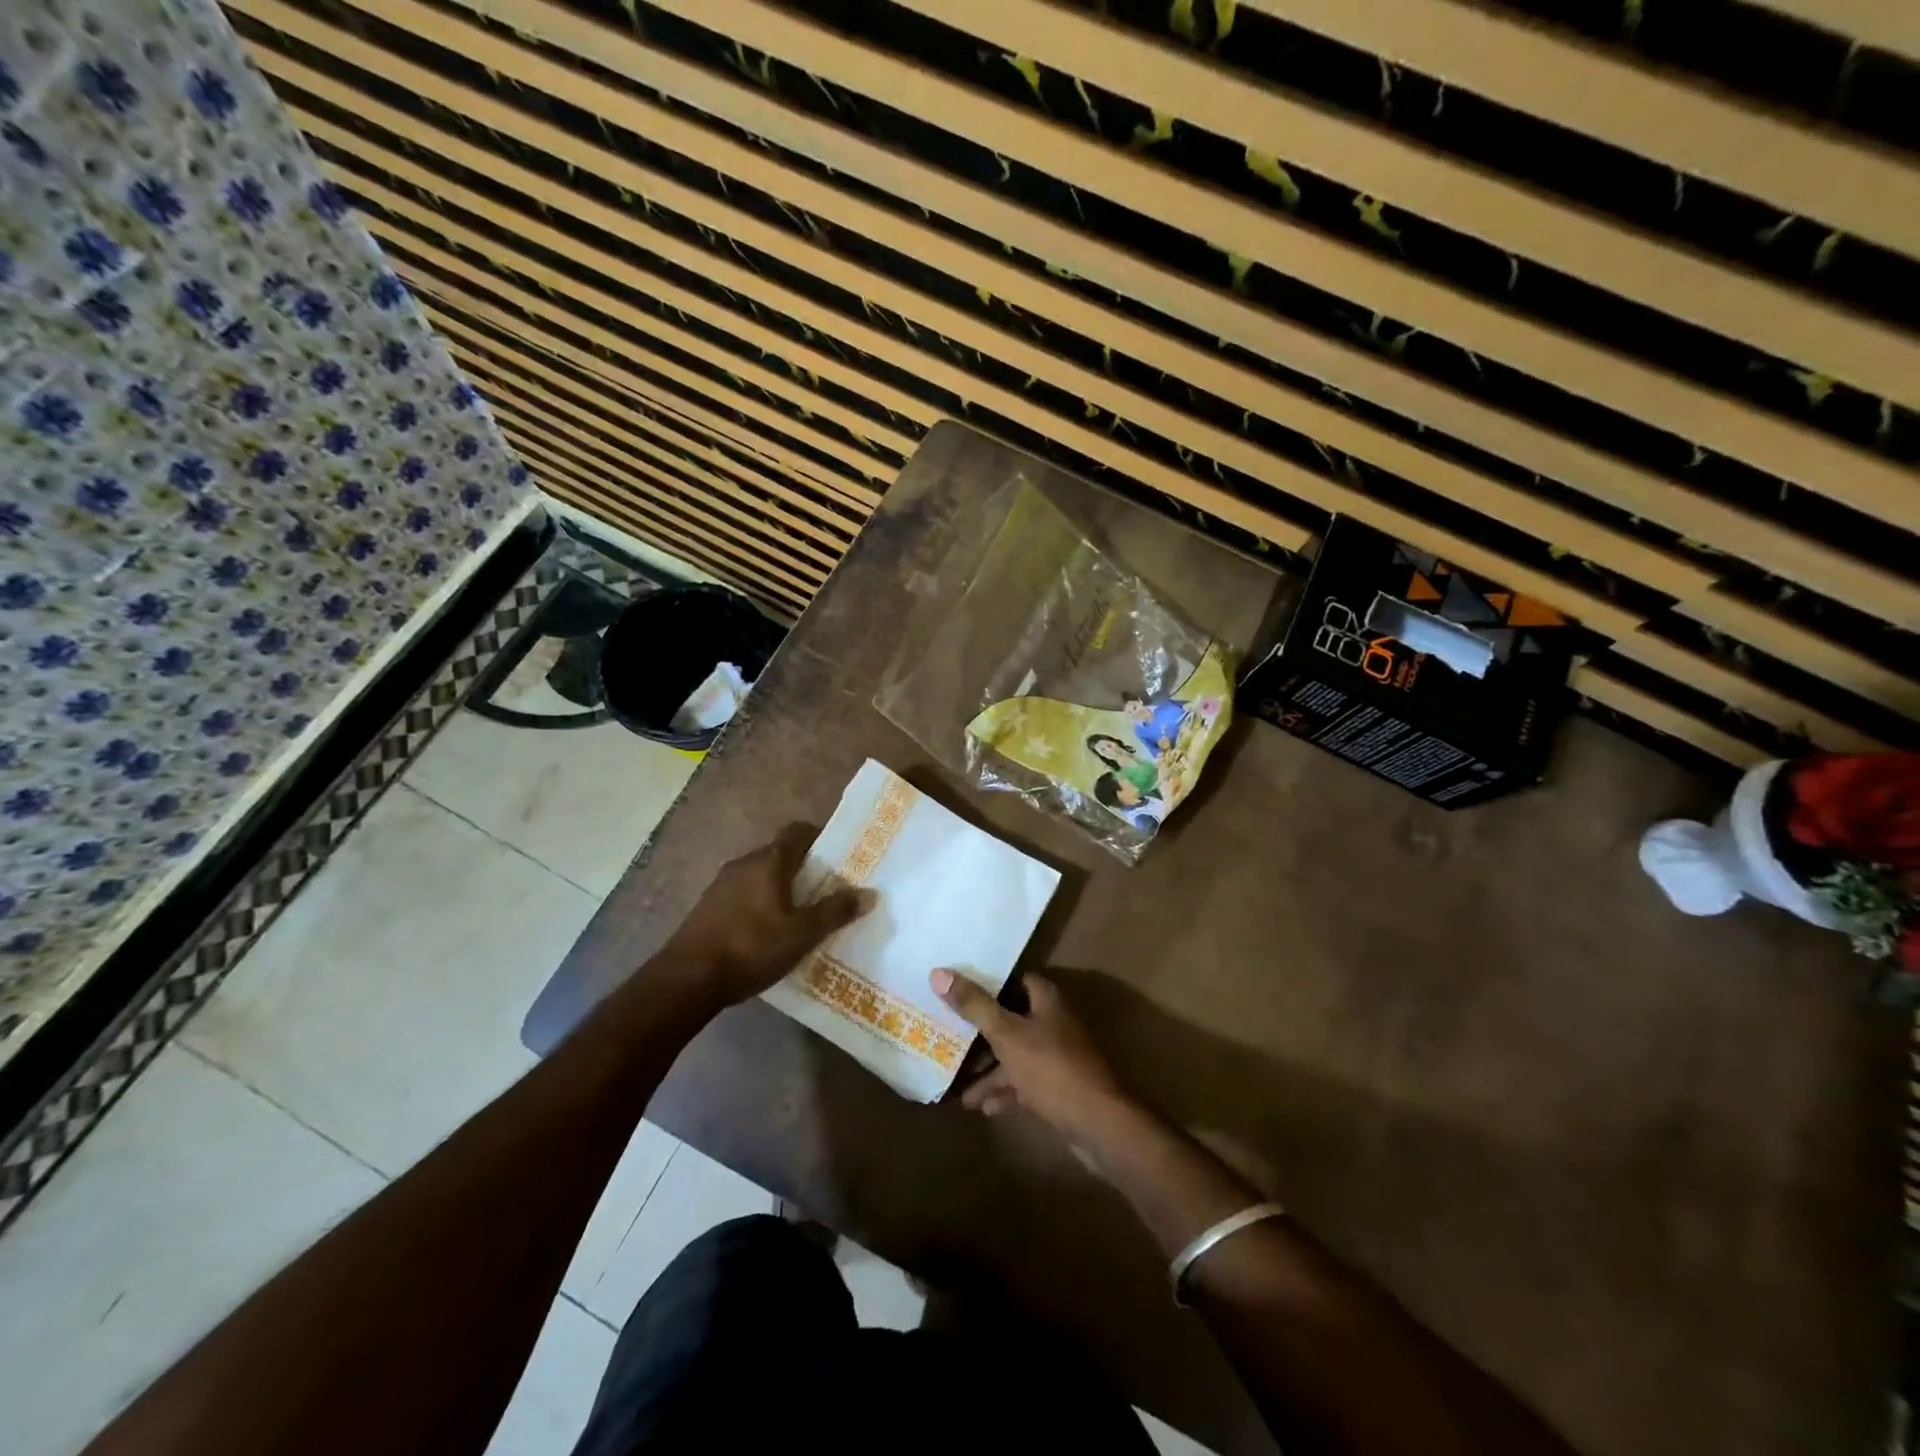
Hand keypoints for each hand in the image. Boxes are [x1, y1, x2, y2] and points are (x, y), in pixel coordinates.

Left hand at [665, 823, 864, 1006]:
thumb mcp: (802, 933)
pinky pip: (744, 895)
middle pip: (780, 854)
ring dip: (781, 888)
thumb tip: (869, 893)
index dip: (819, 838)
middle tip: (827, 891)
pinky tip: (769, 933)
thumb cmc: (752, 947)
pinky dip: (760, 904)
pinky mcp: (708, 907)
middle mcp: (744, 864)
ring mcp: (721, 885)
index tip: (838, 856)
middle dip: (804, 868)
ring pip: (761, 876)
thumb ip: (835, 912)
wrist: (688, 979)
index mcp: (769, 861)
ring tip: (801, 915)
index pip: (797, 831)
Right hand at [931, 969, 1131, 1145]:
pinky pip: (1024, 1083)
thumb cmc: (1051, 1069)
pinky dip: (1004, 1092)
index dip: (990, 983)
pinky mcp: (1057, 1088)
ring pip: (1015, 1056)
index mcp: (1047, 1002)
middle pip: (1012, 1020)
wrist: (1098, 1124)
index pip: (1016, 981)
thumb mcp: (1007, 1035)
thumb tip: (938, 973)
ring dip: (989, 1069)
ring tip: (956, 1085)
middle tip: (948, 1036)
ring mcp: (1057, 1058)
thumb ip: (974, 1006)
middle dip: (981, 1032)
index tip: (959, 988)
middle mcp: (1053, 1024)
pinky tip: (981, 1107)